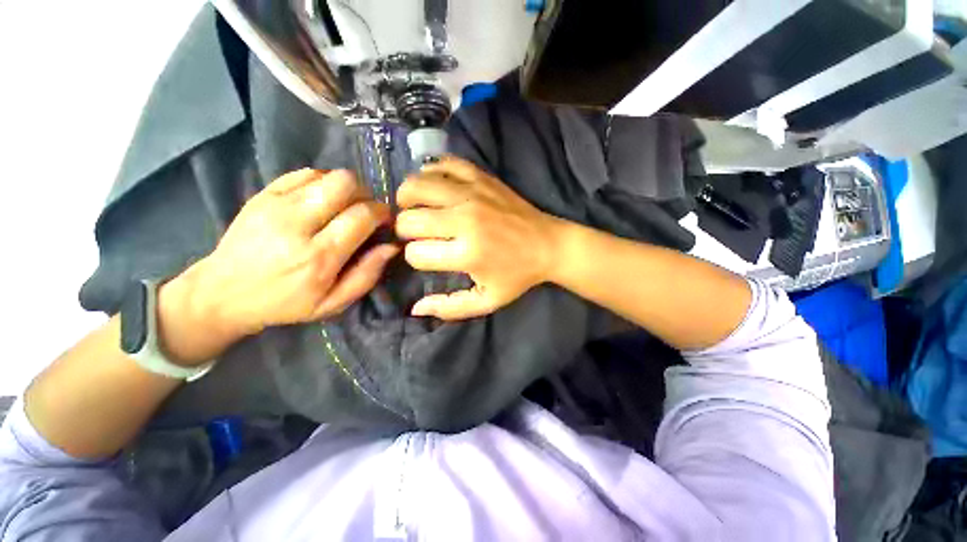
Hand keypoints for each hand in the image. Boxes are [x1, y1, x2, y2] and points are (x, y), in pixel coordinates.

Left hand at [158, 169, 397, 363]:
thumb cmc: (285, 303)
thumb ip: (367, 275)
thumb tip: (391, 246)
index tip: (385, 220)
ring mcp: (276, 205)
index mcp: (319, 257)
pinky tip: (323, 199)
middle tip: (366, 210)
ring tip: (346, 206)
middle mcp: (297, 224)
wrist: (222, 293)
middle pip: (345, 184)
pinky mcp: (262, 195)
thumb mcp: (333, 303)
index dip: (382, 212)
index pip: (362, 216)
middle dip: (366, 194)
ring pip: (327, 175)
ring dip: (346, 187)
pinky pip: (304, 173)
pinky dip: (323, 182)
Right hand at [395, 157, 560, 319]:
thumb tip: (415, 308)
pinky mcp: (482, 177)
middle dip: (404, 230)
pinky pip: (444, 163)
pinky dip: (430, 172)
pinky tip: (433, 185)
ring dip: (407, 199)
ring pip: (417, 185)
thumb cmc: (518, 275)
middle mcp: (466, 220)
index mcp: (467, 254)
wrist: (549, 245)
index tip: (425, 256)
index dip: (414, 257)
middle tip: (416, 234)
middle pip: (410, 219)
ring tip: (414, 208)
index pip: (415, 253)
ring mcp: (473, 194)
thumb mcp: (487, 300)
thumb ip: (450, 308)